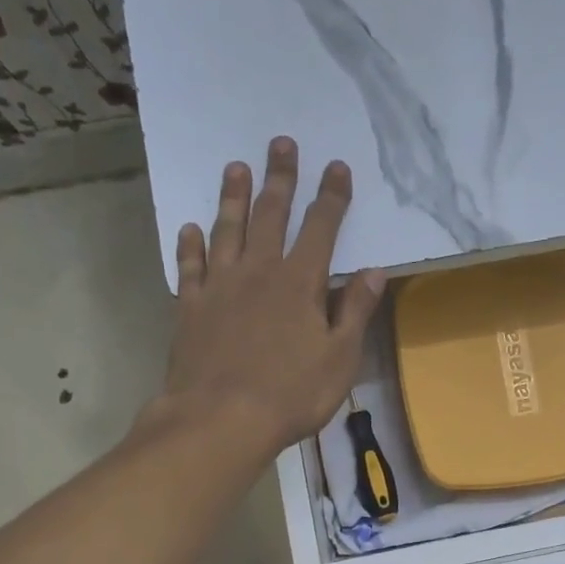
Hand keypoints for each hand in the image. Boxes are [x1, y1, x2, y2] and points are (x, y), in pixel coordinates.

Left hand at [163, 136, 385, 461]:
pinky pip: (189, 267)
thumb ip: (356, 312)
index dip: (331, 197)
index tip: (337, 167)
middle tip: (281, 143)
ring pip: (227, 230)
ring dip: (233, 197)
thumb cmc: (291, 394)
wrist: (221, 420)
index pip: (321, 229)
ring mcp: (219, 287)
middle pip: (271, 216)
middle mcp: (258, 272)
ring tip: (235, 167)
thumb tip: (374, 272)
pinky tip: (191, 228)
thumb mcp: (339, 359)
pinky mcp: (190, 308)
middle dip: (280, 178)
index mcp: (300, 284)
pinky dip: (191, 245)